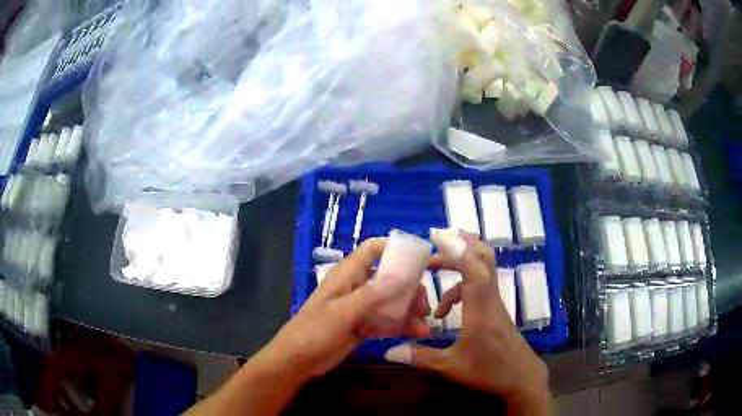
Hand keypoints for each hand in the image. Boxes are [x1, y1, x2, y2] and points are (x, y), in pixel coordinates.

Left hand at [256, 238, 429, 381]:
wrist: (299, 359)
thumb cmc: (316, 330)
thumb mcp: (344, 311)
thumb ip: (373, 294)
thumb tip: (403, 275)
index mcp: (348, 274)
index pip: (373, 249)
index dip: (395, 249)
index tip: (420, 261)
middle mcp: (357, 286)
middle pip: (389, 277)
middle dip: (409, 288)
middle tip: (423, 306)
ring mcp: (360, 306)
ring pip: (391, 300)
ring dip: (408, 309)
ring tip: (423, 324)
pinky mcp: (363, 324)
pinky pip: (387, 319)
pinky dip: (401, 325)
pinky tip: (416, 333)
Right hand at [384, 235, 551, 414]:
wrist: (522, 377)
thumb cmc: (488, 371)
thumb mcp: (450, 366)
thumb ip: (420, 356)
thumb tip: (388, 352)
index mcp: (480, 307)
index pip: (473, 267)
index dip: (456, 248)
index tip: (436, 236)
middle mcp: (489, 298)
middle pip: (484, 257)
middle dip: (460, 244)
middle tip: (436, 241)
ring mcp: (494, 303)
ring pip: (482, 269)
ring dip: (458, 264)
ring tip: (432, 270)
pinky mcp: (495, 310)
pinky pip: (479, 286)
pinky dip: (460, 288)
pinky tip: (445, 312)